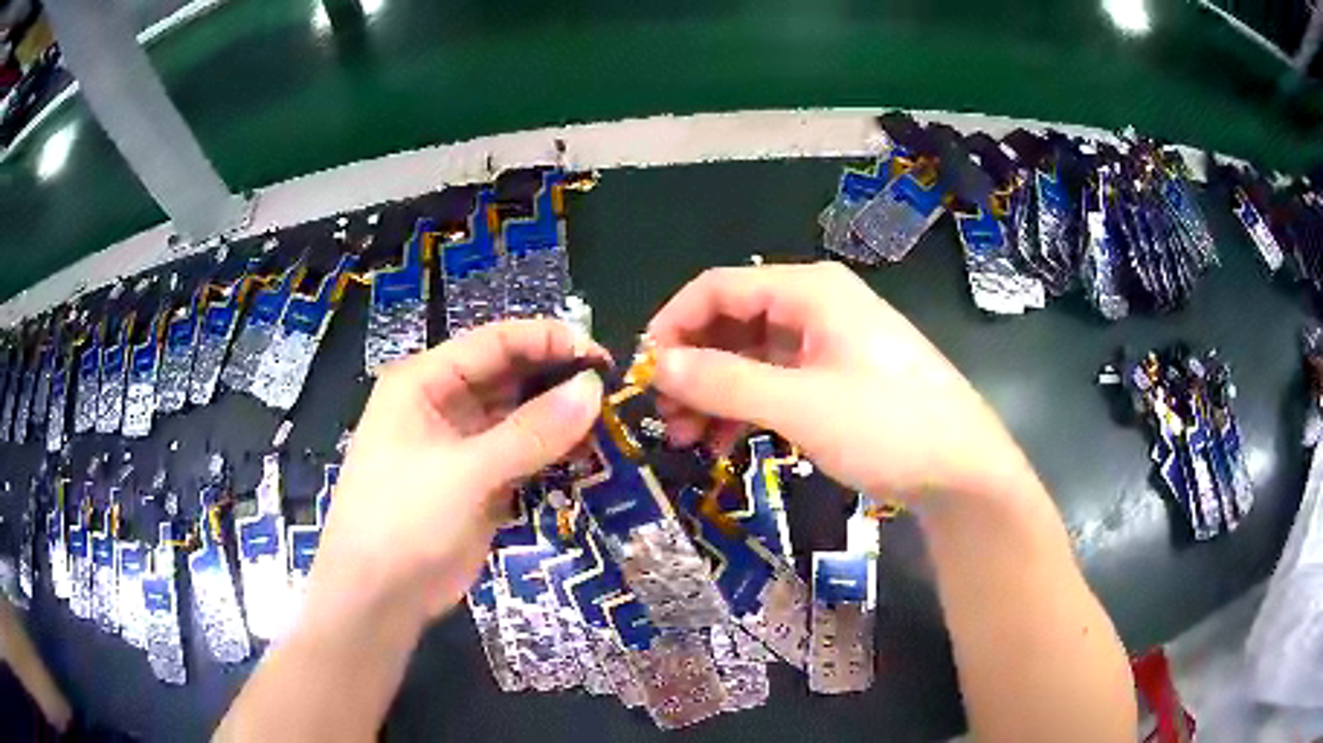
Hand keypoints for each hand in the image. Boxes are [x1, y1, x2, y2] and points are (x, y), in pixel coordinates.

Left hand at [306, 319, 605, 628]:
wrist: (378, 598)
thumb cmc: (403, 520)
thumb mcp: (465, 472)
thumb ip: (531, 432)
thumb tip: (593, 388)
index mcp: (425, 382)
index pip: (495, 342)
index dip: (548, 341)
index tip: (601, 356)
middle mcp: (444, 404)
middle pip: (509, 376)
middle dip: (558, 379)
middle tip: (614, 391)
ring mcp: (463, 446)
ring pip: (520, 417)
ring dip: (560, 418)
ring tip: (610, 422)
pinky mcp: (479, 483)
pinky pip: (523, 455)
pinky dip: (552, 452)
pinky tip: (588, 454)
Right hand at [648, 261, 1025, 502]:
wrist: (964, 470)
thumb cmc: (888, 426)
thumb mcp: (801, 405)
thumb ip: (725, 382)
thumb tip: (657, 365)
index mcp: (810, 291)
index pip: (718, 288)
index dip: (673, 324)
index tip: (644, 372)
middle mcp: (816, 306)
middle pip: (733, 322)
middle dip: (693, 367)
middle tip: (666, 418)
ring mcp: (828, 344)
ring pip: (752, 357)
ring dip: (716, 393)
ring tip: (689, 439)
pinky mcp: (837, 378)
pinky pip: (777, 382)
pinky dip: (747, 408)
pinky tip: (727, 442)